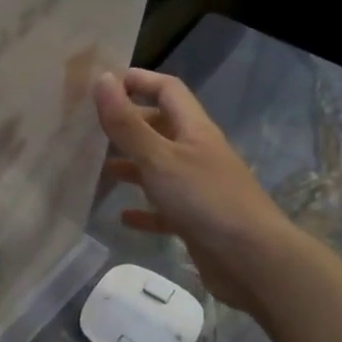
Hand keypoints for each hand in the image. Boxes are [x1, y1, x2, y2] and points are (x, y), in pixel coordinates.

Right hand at [95, 69, 295, 314]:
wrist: (253, 261)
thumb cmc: (205, 200)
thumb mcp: (158, 158)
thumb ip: (127, 123)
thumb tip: (102, 79)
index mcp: (193, 129)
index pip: (167, 89)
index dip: (138, 81)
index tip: (102, 85)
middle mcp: (197, 153)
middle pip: (160, 128)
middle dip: (128, 125)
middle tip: (89, 130)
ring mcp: (198, 188)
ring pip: (158, 168)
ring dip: (130, 167)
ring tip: (97, 171)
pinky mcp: (196, 220)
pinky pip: (163, 209)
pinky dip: (143, 210)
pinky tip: (122, 216)